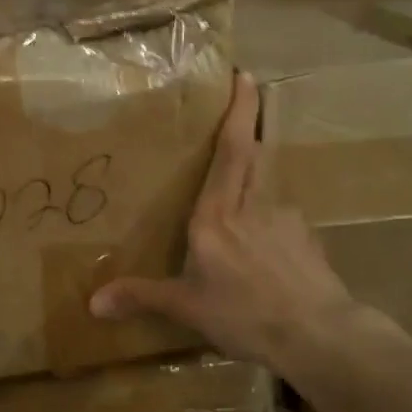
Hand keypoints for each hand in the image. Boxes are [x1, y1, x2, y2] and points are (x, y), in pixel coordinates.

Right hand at [89, 74, 390, 368]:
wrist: (318, 335)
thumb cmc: (245, 314)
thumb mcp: (188, 308)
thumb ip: (141, 297)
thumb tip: (92, 303)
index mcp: (216, 216)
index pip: (230, 151)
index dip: (238, 111)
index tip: (244, 75)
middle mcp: (252, 206)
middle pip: (253, 152)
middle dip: (251, 120)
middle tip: (248, 96)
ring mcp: (286, 219)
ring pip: (268, 183)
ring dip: (258, 170)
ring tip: (245, 184)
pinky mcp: (307, 239)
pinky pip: (282, 216)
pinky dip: (271, 217)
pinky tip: (267, 244)